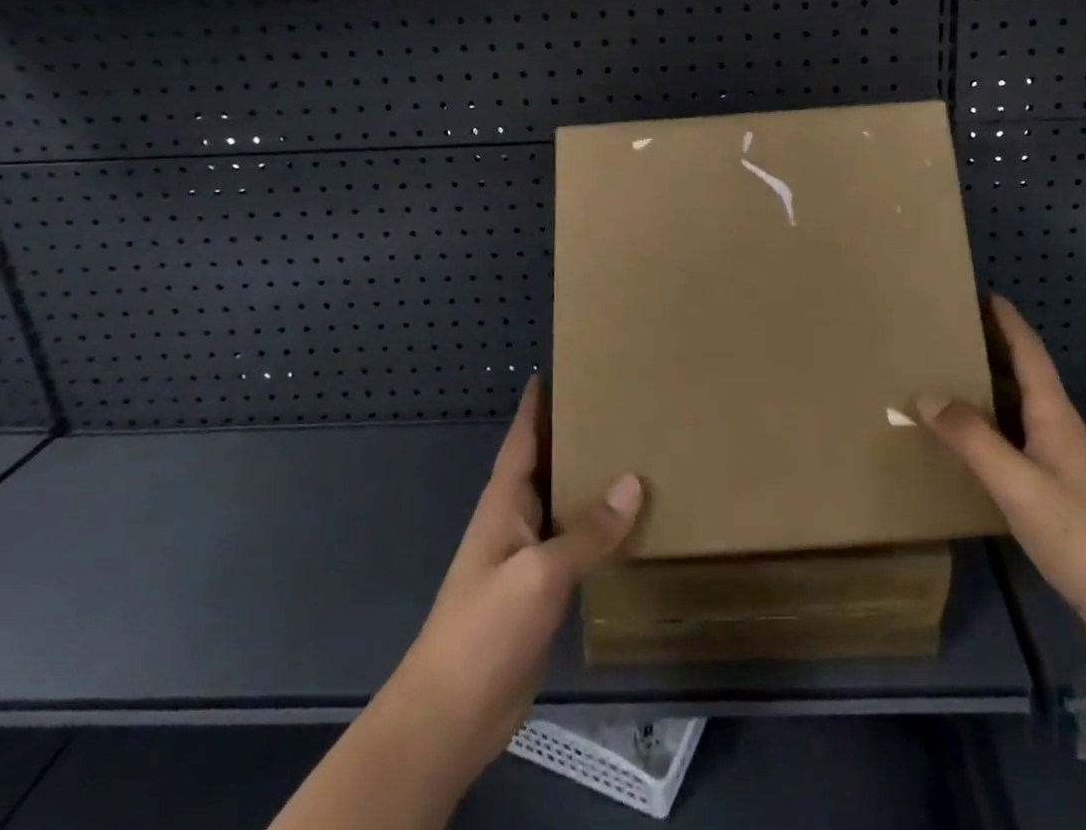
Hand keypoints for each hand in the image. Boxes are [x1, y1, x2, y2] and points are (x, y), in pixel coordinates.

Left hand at [375, 377, 642, 796]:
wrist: (450, 716)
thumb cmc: (484, 630)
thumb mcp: (540, 574)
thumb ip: (588, 531)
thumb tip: (634, 481)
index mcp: (505, 502)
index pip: (522, 438)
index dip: (537, 404)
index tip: (560, 368)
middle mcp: (515, 519)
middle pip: (547, 464)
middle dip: (574, 433)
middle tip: (618, 403)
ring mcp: (526, 557)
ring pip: (563, 502)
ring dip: (589, 478)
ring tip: (631, 450)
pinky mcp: (540, 590)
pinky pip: (574, 542)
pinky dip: (597, 525)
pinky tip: (627, 521)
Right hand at [918, 295, 1085, 656]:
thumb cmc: (1084, 535)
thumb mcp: (1019, 483)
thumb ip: (972, 439)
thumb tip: (925, 395)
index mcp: (1053, 414)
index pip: (1029, 351)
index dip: (1007, 320)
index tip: (980, 292)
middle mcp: (1057, 429)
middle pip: (1021, 374)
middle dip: (988, 348)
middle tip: (944, 334)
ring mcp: (1059, 463)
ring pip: (1015, 410)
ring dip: (985, 389)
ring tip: (942, 378)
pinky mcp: (1056, 495)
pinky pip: (1013, 444)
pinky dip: (986, 430)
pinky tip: (965, 444)